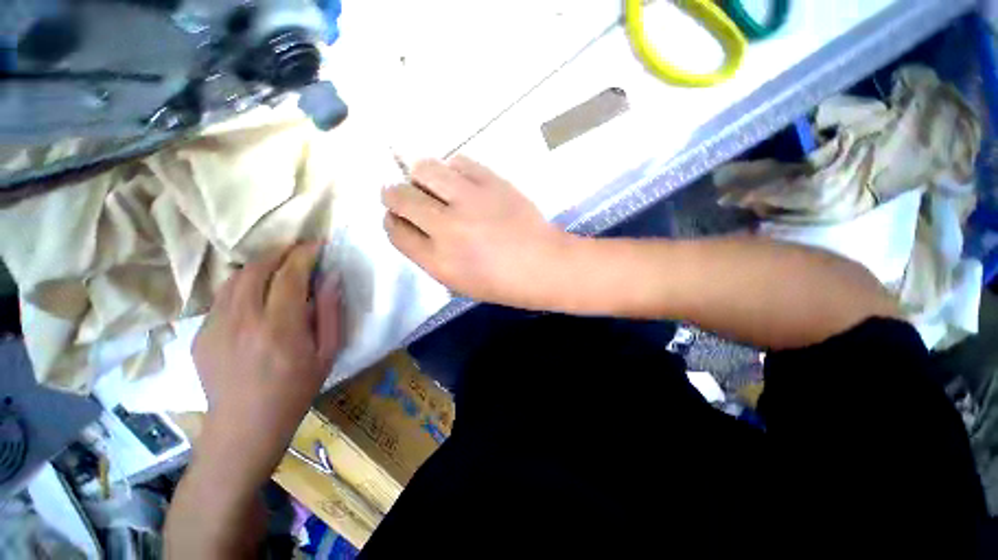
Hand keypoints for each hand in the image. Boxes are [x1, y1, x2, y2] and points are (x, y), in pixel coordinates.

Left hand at [192, 242, 340, 480]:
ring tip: (278, 264)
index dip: (304, 254)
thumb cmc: (296, 389)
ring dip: (259, 264)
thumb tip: (331, 277)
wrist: (245, 426)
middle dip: (280, 251)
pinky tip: (256, 293)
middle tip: (298, 249)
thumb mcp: (327, 352)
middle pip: (257, 269)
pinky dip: (242, 284)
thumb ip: (330, 312)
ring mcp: (215, 326)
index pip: (289, 275)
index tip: (317, 244)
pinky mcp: (200, 334)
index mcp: (279, 328)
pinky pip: (223, 297)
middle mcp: (242, 321)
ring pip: (234, 278)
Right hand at [382, 156, 573, 307]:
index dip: (392, 221)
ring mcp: (470, 201)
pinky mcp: (492, 182)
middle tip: (403, 195)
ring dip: (420, 176)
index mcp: (438, 260)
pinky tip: (459, 180)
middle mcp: (447, 227)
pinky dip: (452, 169)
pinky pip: (458, 162)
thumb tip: (414, 227)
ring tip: (430, 183)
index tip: (397, 217)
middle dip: (394, 195)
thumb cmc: (503, 283)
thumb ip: (431, 256)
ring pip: (424, 170)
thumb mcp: (459, 283)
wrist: (544, 266)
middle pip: (400, 197)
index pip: (396, 232)